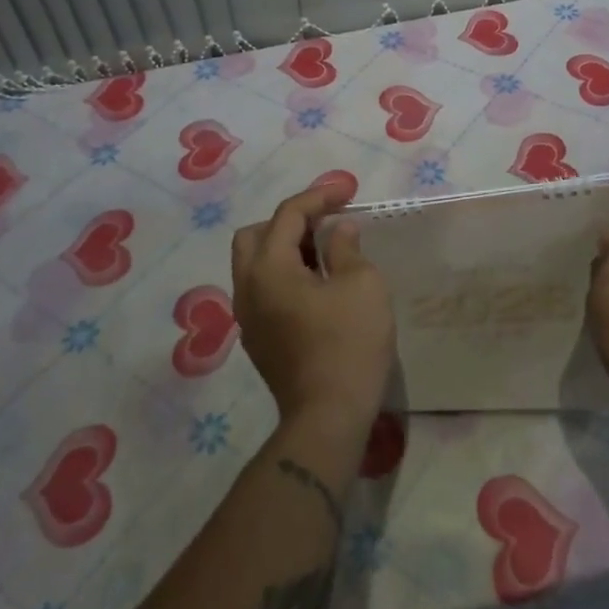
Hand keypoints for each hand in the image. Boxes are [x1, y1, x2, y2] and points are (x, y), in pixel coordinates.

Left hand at [231, 184, 394, 437]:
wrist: (328, 417)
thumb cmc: (348, 343)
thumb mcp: (361, 285)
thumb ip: (346, 248)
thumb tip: (338, 231)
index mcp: (268, 268)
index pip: (287, 215)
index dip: (318, 197)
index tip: (347, 191)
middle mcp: (247, 288)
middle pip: (255, 236)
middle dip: (289, 221)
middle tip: (325, 223)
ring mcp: (248, 318)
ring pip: (256, 265)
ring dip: (286, 248)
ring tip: (326, 252)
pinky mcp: (258, 340)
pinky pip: (264, 290)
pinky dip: (285, 274)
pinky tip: (317, 285)